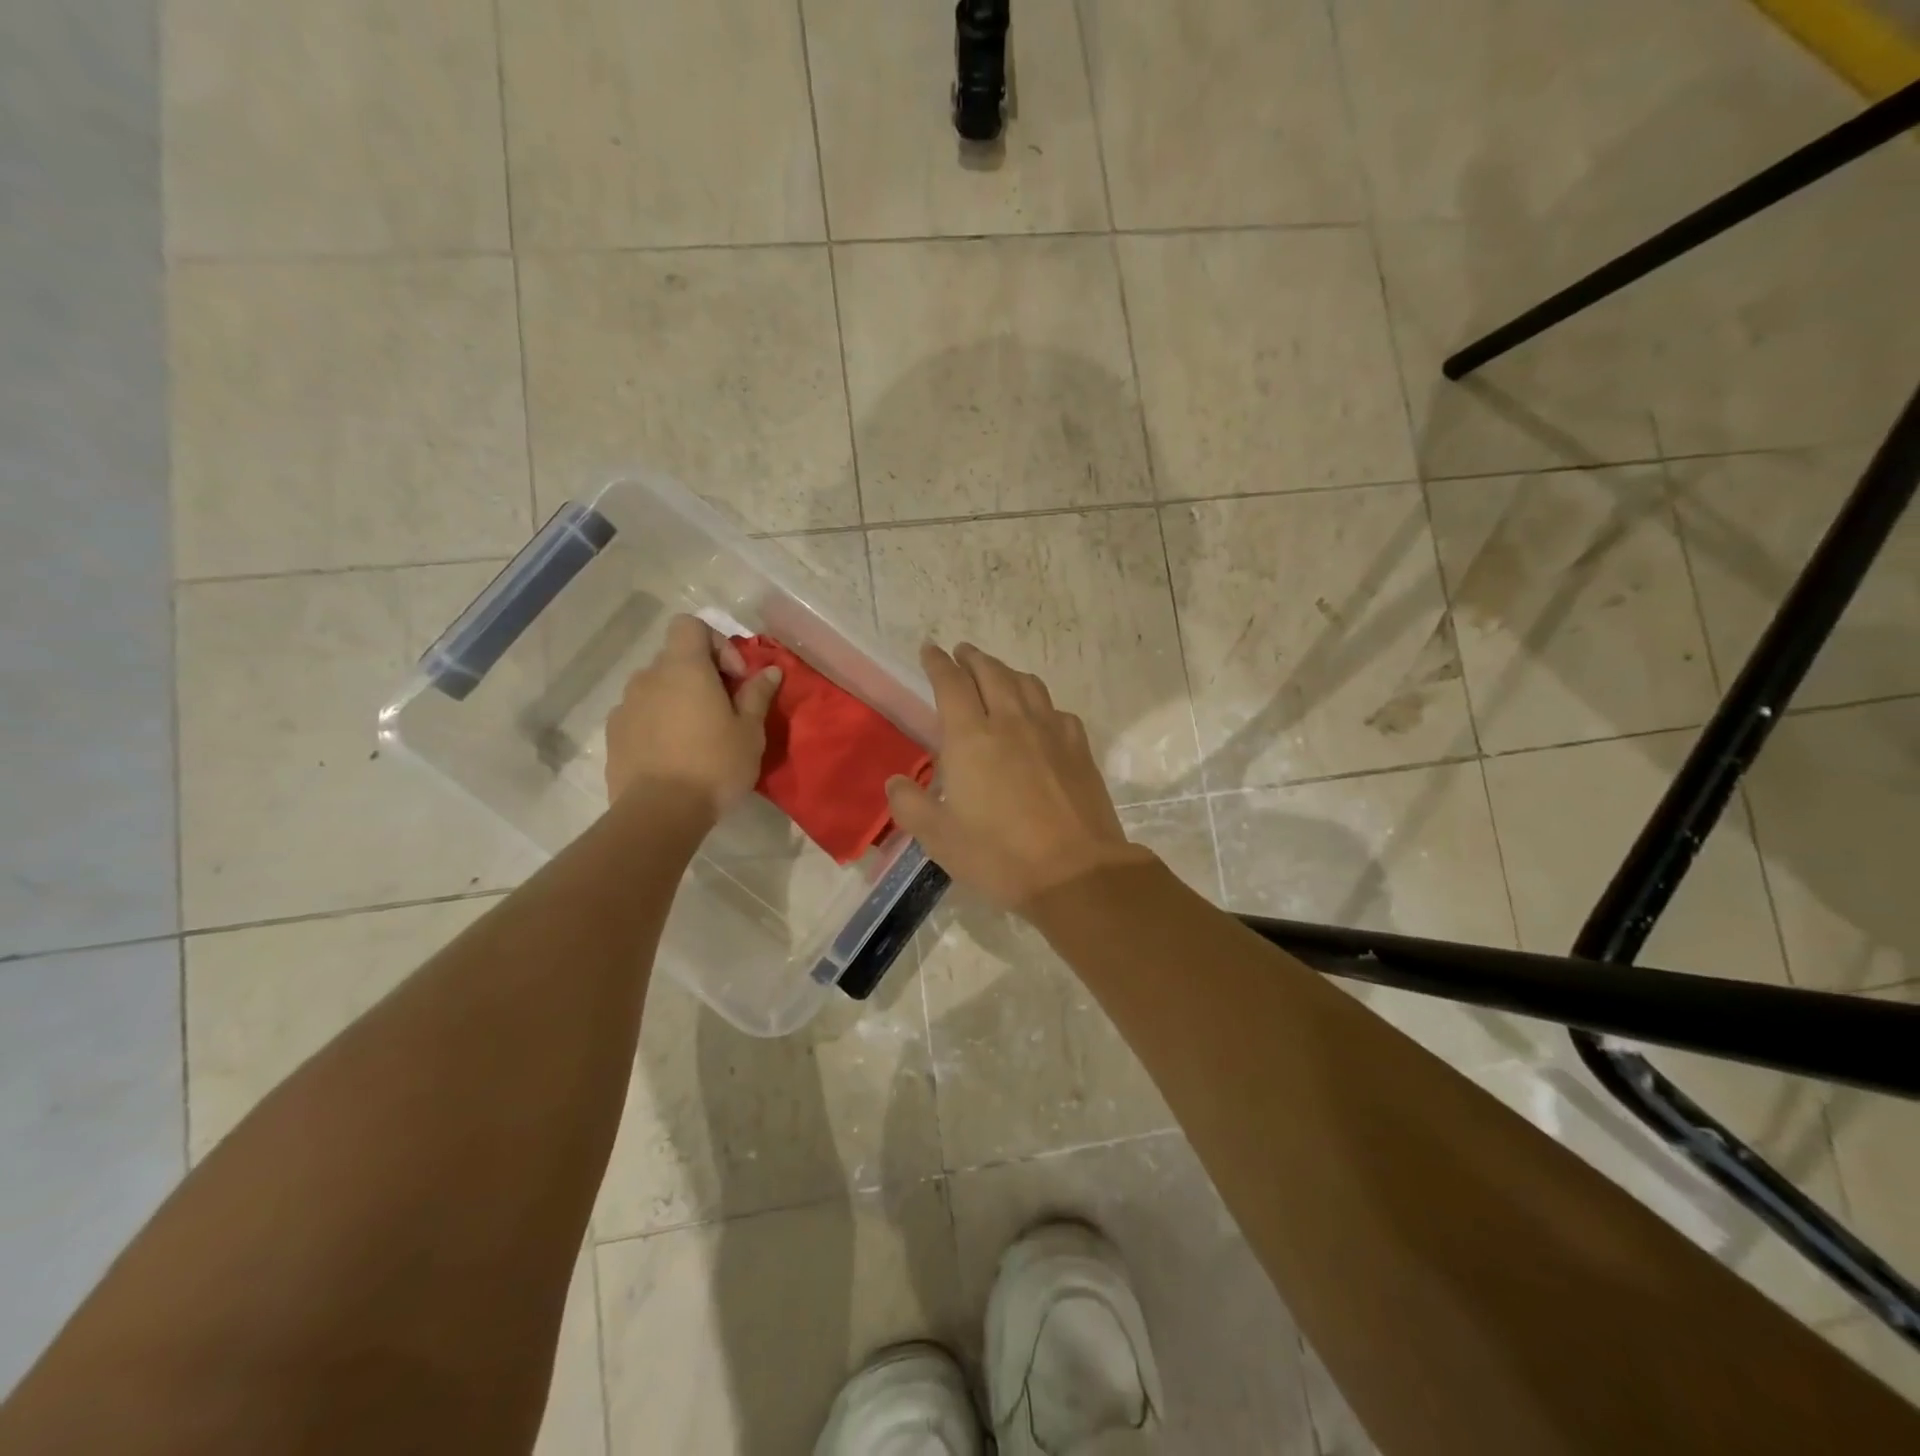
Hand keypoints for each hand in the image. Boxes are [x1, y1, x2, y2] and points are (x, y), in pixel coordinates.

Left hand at [604, 615, 781, 823]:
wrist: (659, 812)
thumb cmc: (714, 765)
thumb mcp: (749, 731)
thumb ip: (757, 694)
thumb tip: (770, 670)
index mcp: (684, 668)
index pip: (690, 625)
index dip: (717, 643)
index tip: (735, 678)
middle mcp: (649, 677)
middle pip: (675, 657)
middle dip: (701, 675)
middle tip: (724, 709)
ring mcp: (626, 705)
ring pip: (657, 687)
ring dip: (678, 699)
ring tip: (698, 734)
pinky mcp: (614, 733)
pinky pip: (641, 714)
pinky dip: (658, 722)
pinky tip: (674, 753)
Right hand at [886, 643, 1153, 911]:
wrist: (1075, 872)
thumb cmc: (999, 855)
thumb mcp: (939, 838)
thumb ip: (911, 805)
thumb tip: (896, 782)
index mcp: (971, 738)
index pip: (951, 684)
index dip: (938, 663)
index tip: (930, 649)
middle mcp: (1011, 722)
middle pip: (991, 673)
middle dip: (972, 658)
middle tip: (962, 652)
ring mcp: (1050, 731)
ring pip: (1027, 684)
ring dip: (1006, 671)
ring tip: (997, 673)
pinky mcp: (1078, 748)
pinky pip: (1056, 710)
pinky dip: (1040, 702)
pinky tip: (1040, 715)